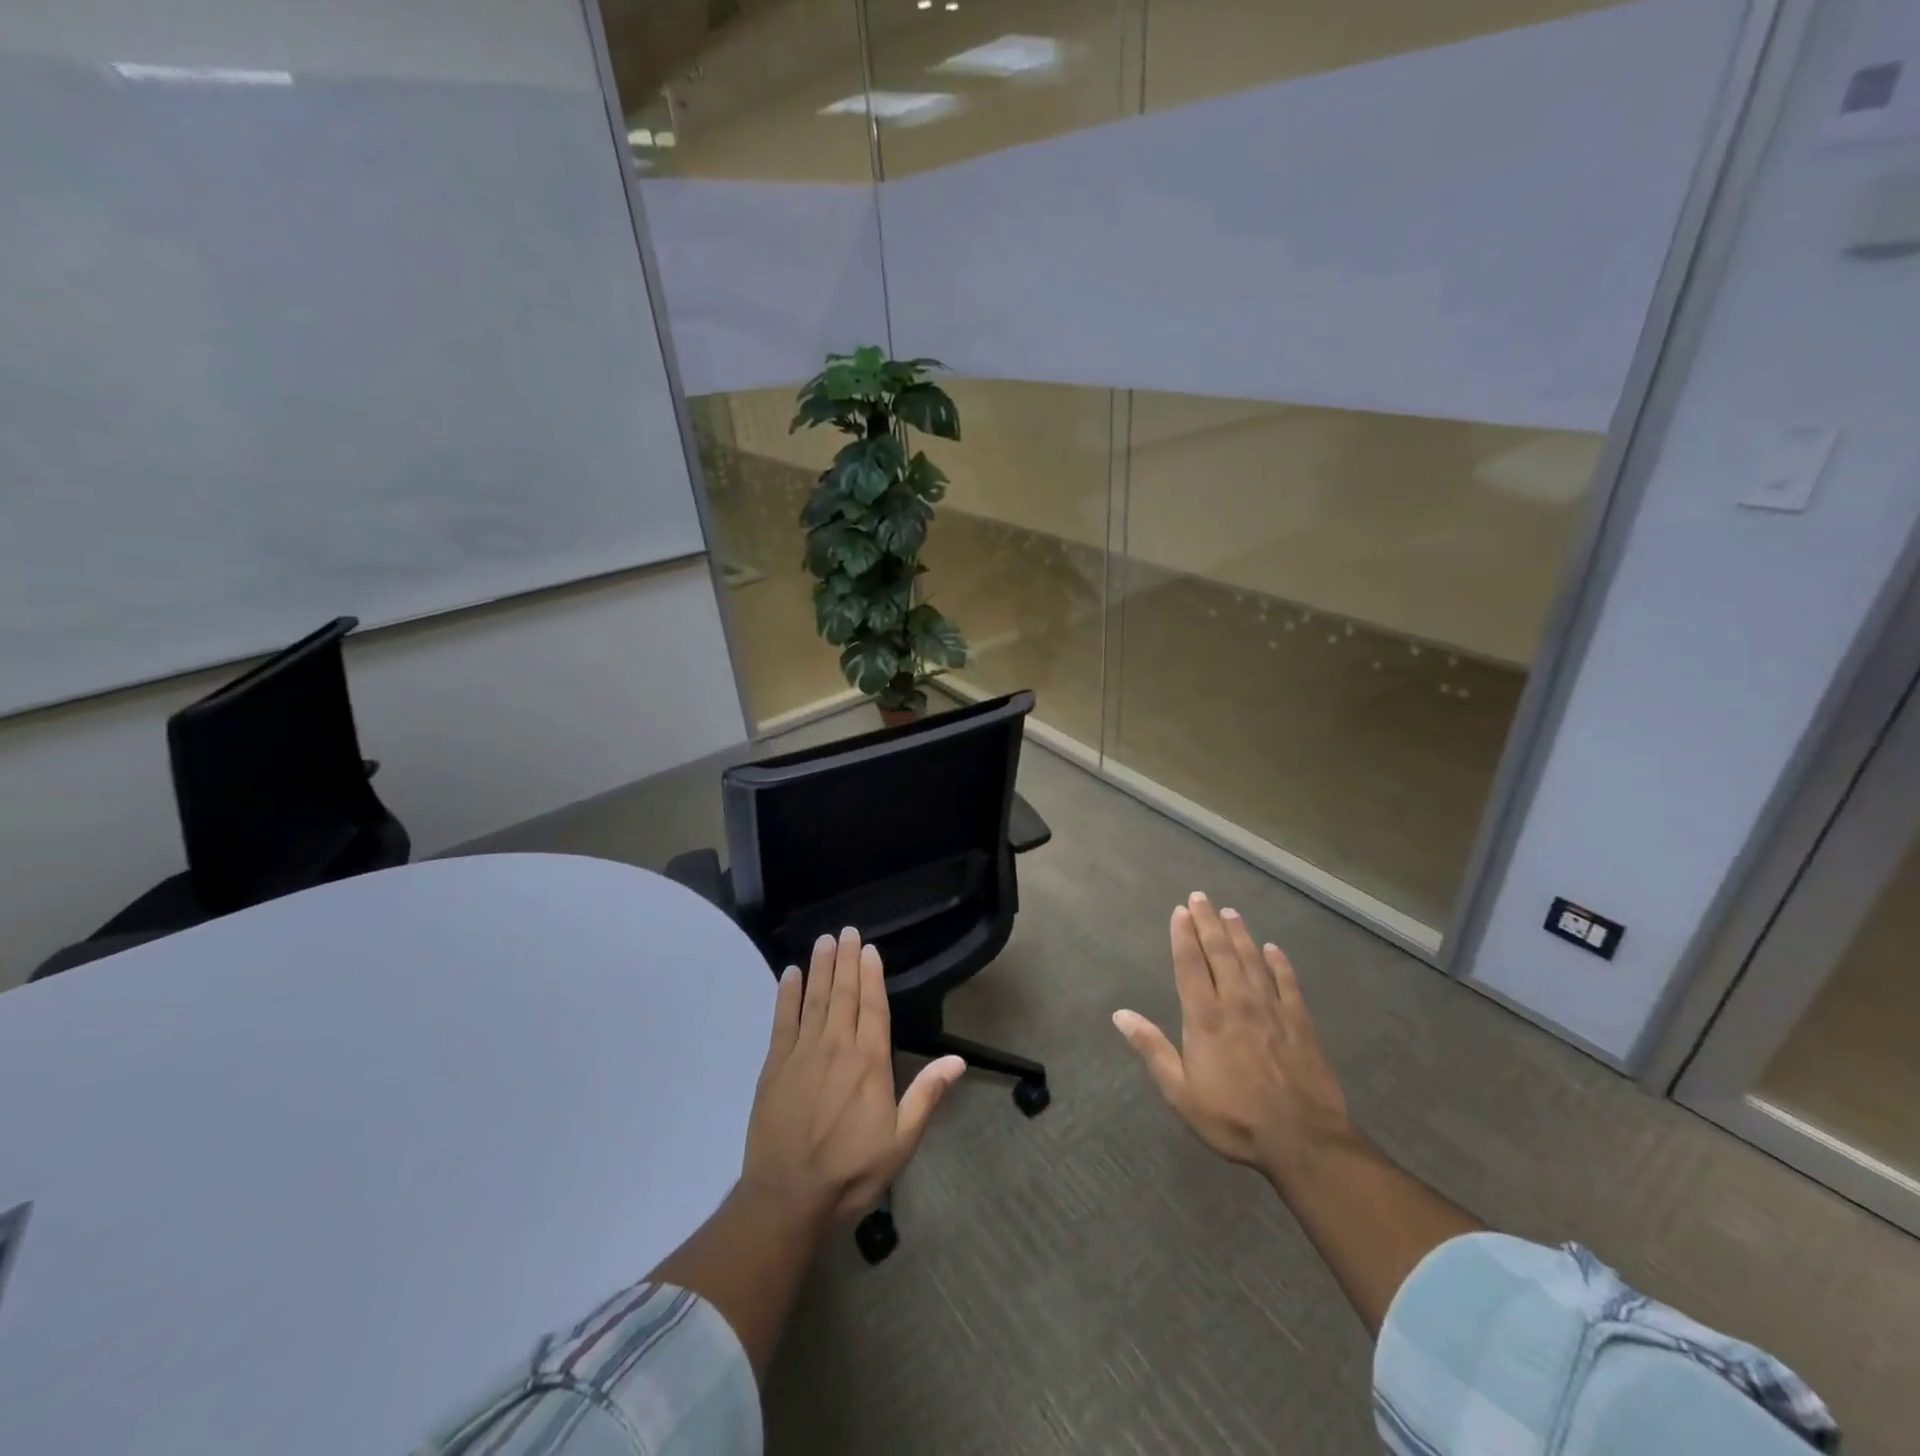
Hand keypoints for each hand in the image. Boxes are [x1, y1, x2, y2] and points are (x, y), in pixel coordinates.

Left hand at [742, 926, 964, 1225]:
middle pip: (843, 993)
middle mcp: (837, 1046)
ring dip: (819, 967)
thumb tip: (958, 1061)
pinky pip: (782, 1019)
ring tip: (823, 941)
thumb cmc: (851, 1171)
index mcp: (869, 1062)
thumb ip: (927, 1095)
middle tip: (846, 930)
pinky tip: (789, 974)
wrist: (787, 1198)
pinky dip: (786, 994)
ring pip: (814, 998)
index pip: (873, 1006)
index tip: (869, 948)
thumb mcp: (901, 1141)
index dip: (872, 974)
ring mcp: (802, 1053)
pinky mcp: (774, 1065)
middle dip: (846, 960)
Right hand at [1113, 892, 1351, 1185]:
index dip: (1183, 936)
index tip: (1179, 911)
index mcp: (1205, 1018)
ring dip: (1239, 934)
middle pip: (1220, 953)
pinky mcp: (1300, 1023)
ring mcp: (1272, 1010)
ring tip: (1230, 912)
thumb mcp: (1181, 1092)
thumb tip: (1120, 1014)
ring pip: (1252, 961)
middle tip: (1201, 897)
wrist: (1303, 1141)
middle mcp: (1237, 1003)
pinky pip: (1288, 984)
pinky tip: (1274, 950)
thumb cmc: (1233, 1118)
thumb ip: (1152, 1049)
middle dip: (1208, 923)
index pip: (1190, 965)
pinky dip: (1280, 964)